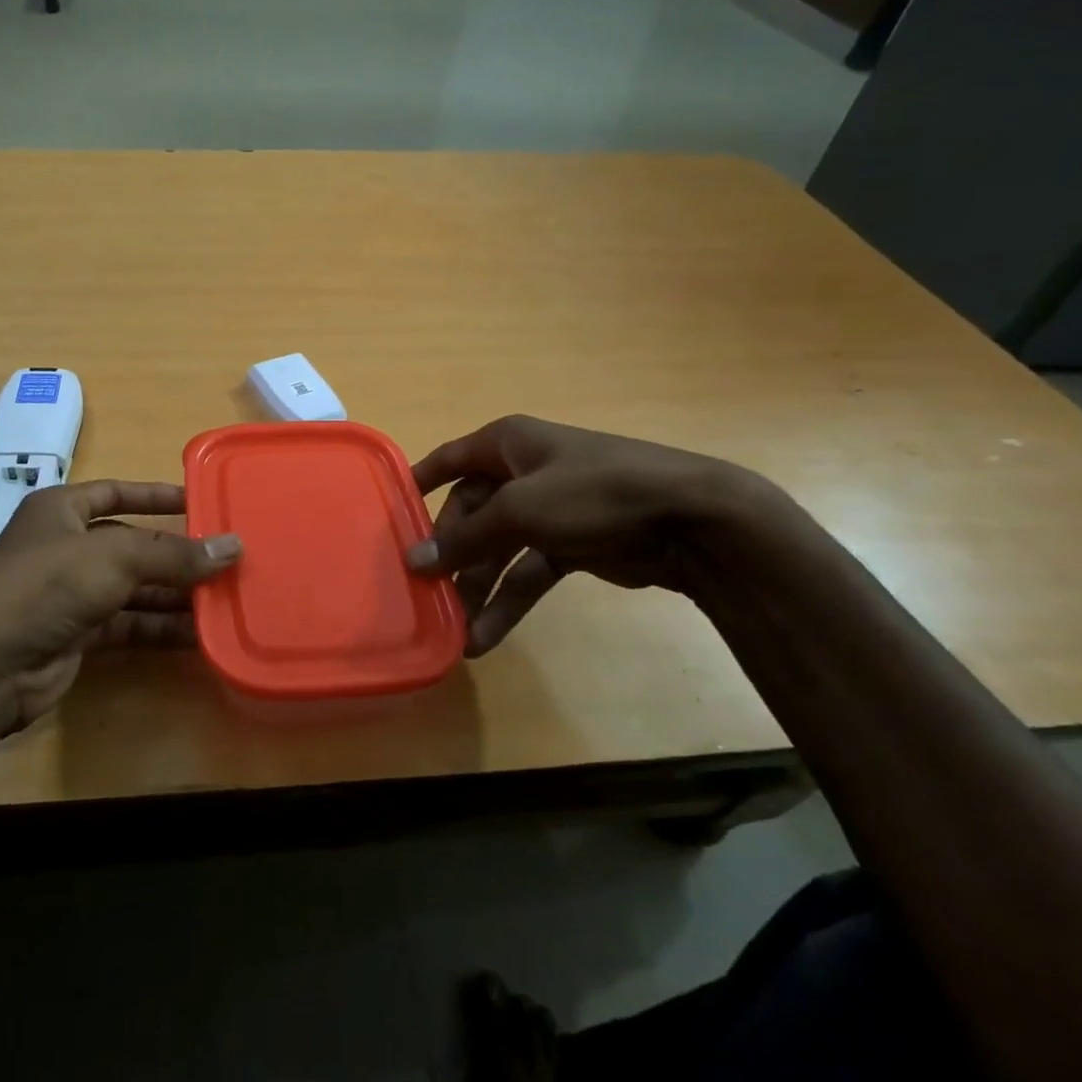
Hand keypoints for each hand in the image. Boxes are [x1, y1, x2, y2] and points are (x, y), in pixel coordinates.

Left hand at [0, 480, 240, 727]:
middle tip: (227, 559)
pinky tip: (198, 634)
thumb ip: (174, 554)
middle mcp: (66, 547)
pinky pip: (128, 624)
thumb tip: (234, 546)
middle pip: (132, 544)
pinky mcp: (78, 635)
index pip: (117, 492)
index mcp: (62, 510)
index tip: (200, 502)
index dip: (156, 496)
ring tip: (224, 598)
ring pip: (134, 588)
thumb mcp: (115, 557)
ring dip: (175, 594)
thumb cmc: (48, 585)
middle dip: (176, 554)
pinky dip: (159, 628)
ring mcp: (71, 593)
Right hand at [405, 415, 761, 654]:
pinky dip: (509, 600)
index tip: (388, 513)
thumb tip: (414, 560)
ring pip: (498, 548)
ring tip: (454, 626)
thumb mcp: (521, 510)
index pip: (449, 459)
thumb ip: (466, 538)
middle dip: (451, 553)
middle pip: (471, 512)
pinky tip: (487, 636)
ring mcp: (549, 510)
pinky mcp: (572, 545)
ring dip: (477, 586)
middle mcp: (523, 472)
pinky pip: (527, 572)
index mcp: (507, 445)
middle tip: (425, 591)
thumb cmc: (594, 492)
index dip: (418, 482)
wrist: (692, 520)